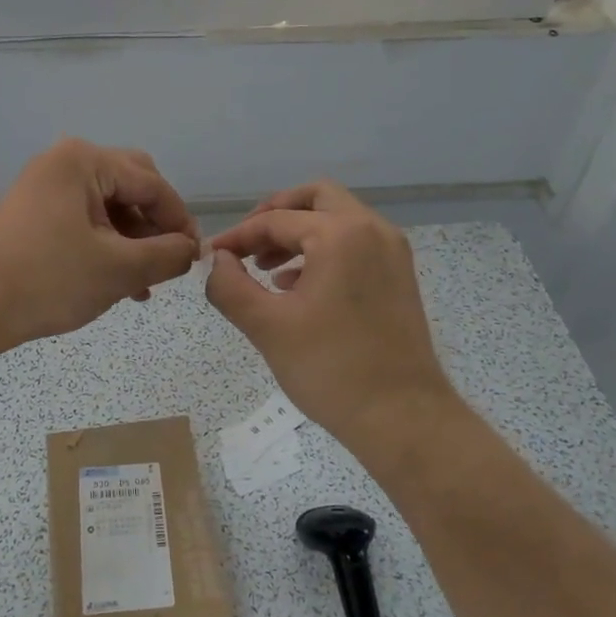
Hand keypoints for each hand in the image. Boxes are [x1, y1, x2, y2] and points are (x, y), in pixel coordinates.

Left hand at [0, 139, 199, 349]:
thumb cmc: (49, 279)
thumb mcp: (119, 269)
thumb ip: (167, 255)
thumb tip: (190, 250)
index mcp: (85, 161)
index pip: (152, 184)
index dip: (179, 221)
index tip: (194, 257)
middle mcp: (64, 163)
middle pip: (130, 186)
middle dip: (154, 226)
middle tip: (168, 261)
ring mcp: (45, 188)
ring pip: (108, 207)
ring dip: (132, 241)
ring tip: (145, 284)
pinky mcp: (33, 214)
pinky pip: (85, 221)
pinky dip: (106, 246)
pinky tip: (119, 282)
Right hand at [205, 181, 456, 451]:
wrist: (403, 417)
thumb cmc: (331, 369)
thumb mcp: (266, 326)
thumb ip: (229, 285)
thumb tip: (218, 260)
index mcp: (340, 233)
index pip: (276, 220)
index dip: (238, 236)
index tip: (212, 256)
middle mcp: (372, 230)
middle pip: (316, 199)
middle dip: (275, 216)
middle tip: (247, 244)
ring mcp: (392, 252)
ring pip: (338, 219)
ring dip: (299, 233)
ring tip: (265, 268)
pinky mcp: (400, 277)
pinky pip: (355, 244)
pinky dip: (323, 251)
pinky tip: (296, 287)